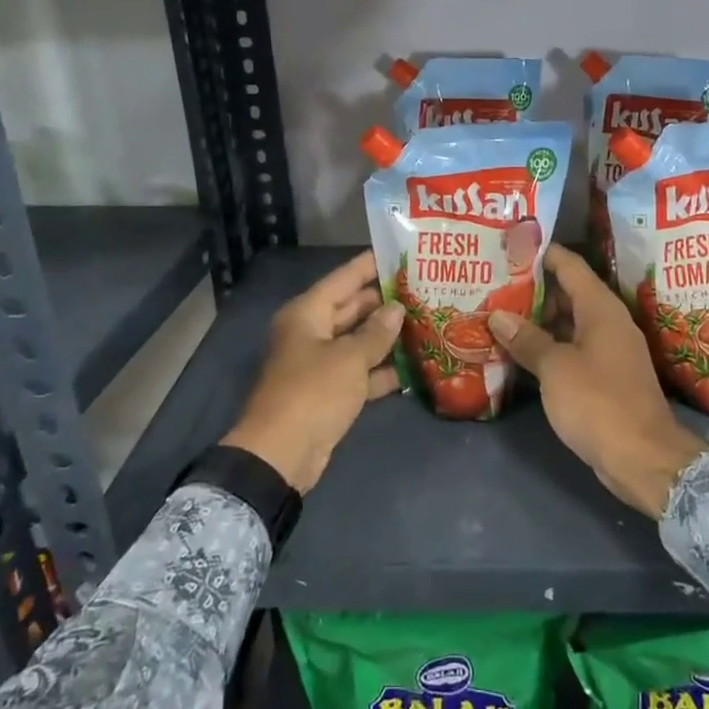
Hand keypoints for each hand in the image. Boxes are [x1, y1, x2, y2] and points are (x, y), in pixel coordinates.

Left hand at [223, 251, 403, 493]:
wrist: (282, 454)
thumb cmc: (313, 392)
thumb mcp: (349, 358)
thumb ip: (376, 332)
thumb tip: (396, 309)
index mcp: (307, 314)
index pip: (342, 279)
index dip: (369, 265)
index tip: (398, 253)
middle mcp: (311, 333)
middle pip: (351, 309)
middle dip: (384, 302)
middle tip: (423, 289)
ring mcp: (320, 364)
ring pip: (358, 341)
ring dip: (387, 336)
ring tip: (426, 322)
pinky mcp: (329, 393)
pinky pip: (359, 372)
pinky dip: (381, 370)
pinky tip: (413, 366)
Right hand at [488, 246, 703, 517]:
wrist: (643, 458)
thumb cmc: (598, 402)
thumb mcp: (555, 368)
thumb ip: (527, 339)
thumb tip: (498, 315)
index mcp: (601, 308)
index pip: (569, 265)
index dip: (541, 253)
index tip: (510, 248)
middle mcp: (608, 322)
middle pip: (568, 293)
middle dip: (532, 289)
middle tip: (493, 285)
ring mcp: (609, 351)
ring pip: (568, 324)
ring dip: (537, 321)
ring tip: (498, 316)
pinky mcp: (605, 377)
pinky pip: (572, 349)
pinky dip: (548, 347)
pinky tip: (519, 353)